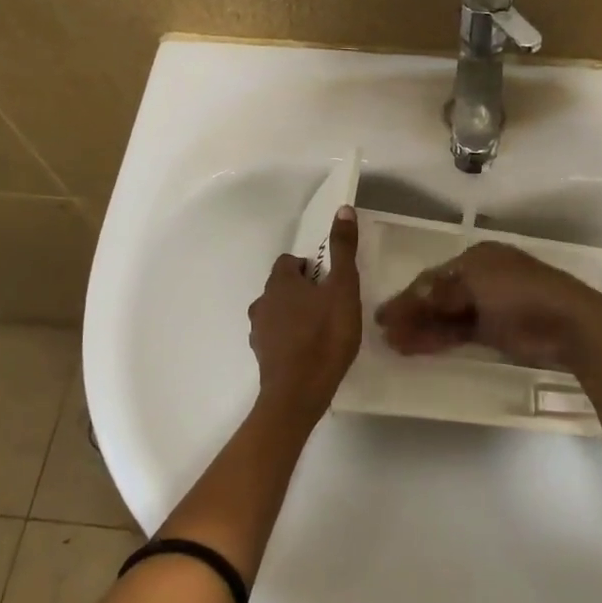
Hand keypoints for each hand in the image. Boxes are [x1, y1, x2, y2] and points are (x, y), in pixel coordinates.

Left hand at [247, 206, 361, 417]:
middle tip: (331, 303)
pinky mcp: (262, 356)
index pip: (289, 261)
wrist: (298, 393)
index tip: (330, 280)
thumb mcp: (343, 289)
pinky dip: (290, 337)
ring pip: (277, 312)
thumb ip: (343, 250)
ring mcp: (259, 331)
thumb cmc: (325, 336)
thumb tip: (343, 209)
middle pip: (282, 286)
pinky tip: (310, 350)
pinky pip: (276, 337)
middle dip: (303, 290)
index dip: (309, 267)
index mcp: (281, 282)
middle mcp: (262, 302)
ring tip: (322, 328)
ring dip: (295, 314)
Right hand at [374, 241, 601, 372]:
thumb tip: (410, 298)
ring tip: (395, 345)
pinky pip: (459, 333)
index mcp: (477, 258)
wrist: (569, 324)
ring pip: (446, 317)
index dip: (407, 296)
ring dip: (421, 329)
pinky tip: (417, 348)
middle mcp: (480, 277)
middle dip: (411, 314)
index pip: (433, 276)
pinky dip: (439, 340)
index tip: (382, 315)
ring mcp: (488, 306)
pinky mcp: (495, 331)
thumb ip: (441, 293)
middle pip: (437, 297)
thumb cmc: (521, 293)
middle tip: (385, 333)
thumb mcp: (477, 284)